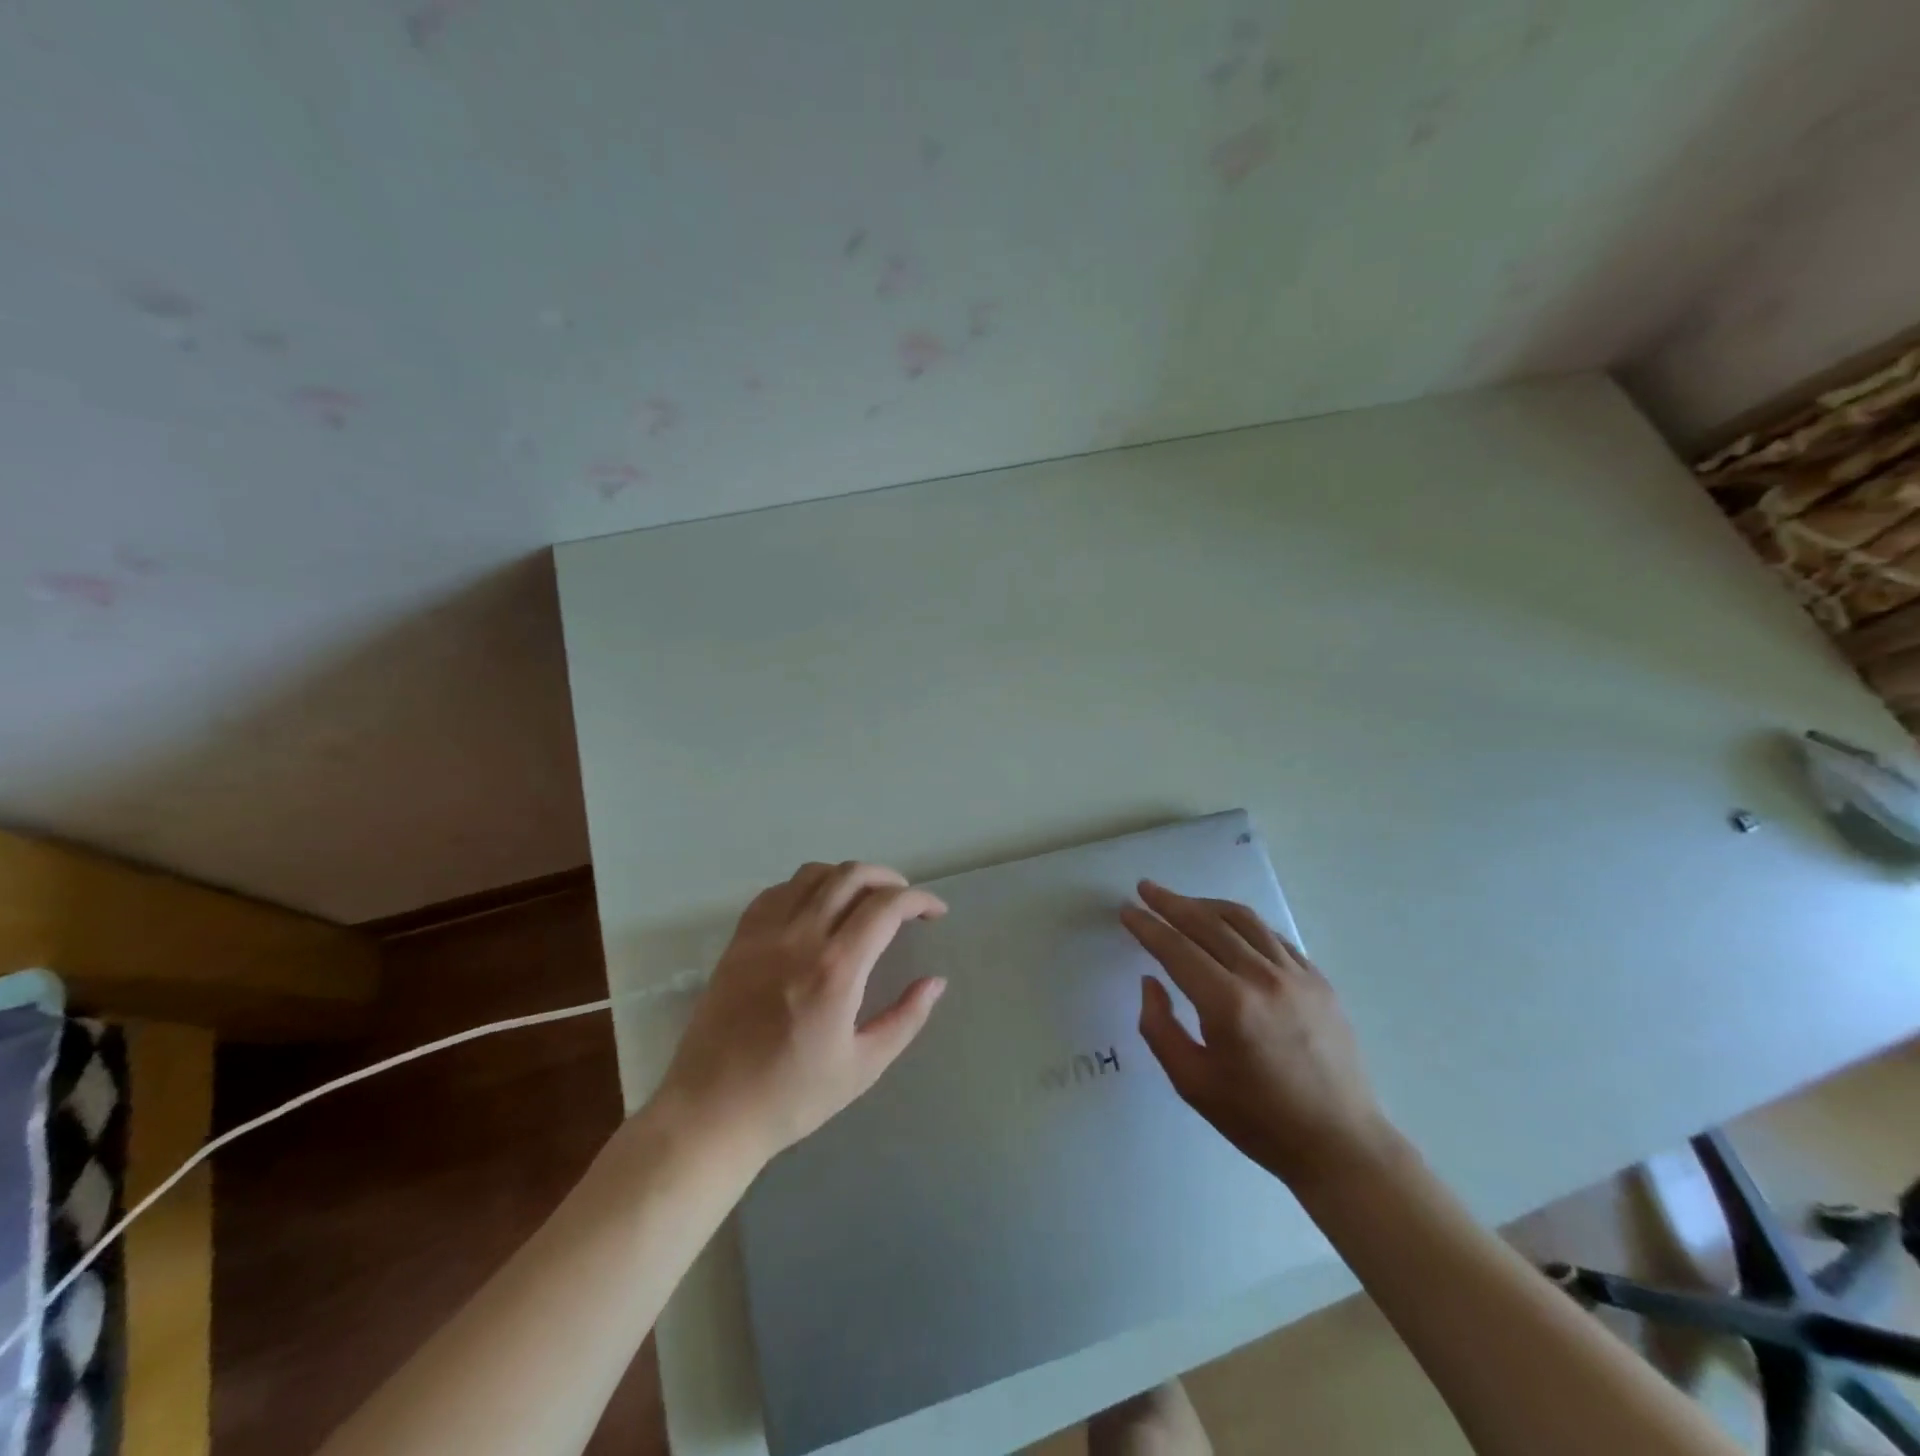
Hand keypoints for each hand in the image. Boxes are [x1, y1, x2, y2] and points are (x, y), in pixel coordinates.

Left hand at [656, 861, 947, 1163]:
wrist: (710, 1113)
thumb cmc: (791, 1097)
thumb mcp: (863, 1068)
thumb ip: (905, 1018)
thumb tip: (935, 981)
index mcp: (836, 970)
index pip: (885, 907)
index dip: (919, 900)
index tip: (935, 913)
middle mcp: (800, 938)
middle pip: (851, 876)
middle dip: (888, 878)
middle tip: (905, 901)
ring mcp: (763, 935)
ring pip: (812, 874)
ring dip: (847, 877)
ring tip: (864, 900)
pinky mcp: (738, 941)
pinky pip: (776, 892)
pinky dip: (806, 887)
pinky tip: (815, 909)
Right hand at [1122, 880, 1389, 1189]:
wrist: (1340, 1144)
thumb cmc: (1258, 1119)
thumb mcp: (1191, 1083)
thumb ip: (1159, 1027)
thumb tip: (1151, 981)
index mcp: (1228, 1005)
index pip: (1177, 949)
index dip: (1148, 927)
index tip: (1126, 911)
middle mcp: (1262, 978)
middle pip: (1208, 924)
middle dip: (1171, 903)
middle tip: (1146, 889)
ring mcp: (1296, 975)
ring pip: (1243, 921)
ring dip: (1206, 905)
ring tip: (1182, 902)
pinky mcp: (1318, 980)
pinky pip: (1273, 937)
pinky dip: (1243, 923)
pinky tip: (1228, 927)